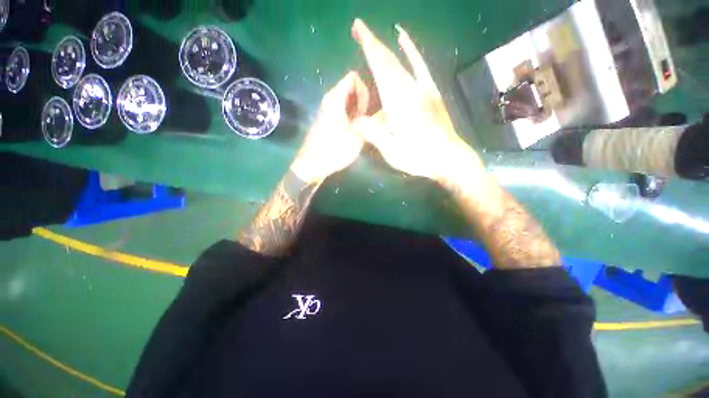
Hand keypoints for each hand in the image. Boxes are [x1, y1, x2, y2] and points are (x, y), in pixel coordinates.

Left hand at [290, 71, 369, 183]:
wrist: (312, 165)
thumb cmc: (334, 150)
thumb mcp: (357, 138)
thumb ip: (372, 123)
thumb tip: (386, 113)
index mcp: (335, 99)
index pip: (353, 78)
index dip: (365, 90)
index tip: (368, 109)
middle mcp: (330, 100)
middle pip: (351, 89)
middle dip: (363, 101)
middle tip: (370, 119)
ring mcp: (327, 111)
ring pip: (347, 102)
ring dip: (358, 111)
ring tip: (365, 126)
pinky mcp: (327, 121)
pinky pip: (342, 111)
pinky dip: (351, 116)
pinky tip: (356, 130)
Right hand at [351, 19, 483, 182]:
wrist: (448, 158)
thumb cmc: (418, 156)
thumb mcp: (392, 151)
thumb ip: (373, 133)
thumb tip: (354, 121)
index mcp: (398, 102)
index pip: (380, 68)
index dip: (369, 47)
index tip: (358, 29)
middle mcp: (410, 89)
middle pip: (389, 60)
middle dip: (373, 42)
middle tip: (359, 29)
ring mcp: (423, 88)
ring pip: (401, 62)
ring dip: (386, 47)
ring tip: (374, 36)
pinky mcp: (431, 92)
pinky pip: (419, 65)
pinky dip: (411, 51)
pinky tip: (404, 39)